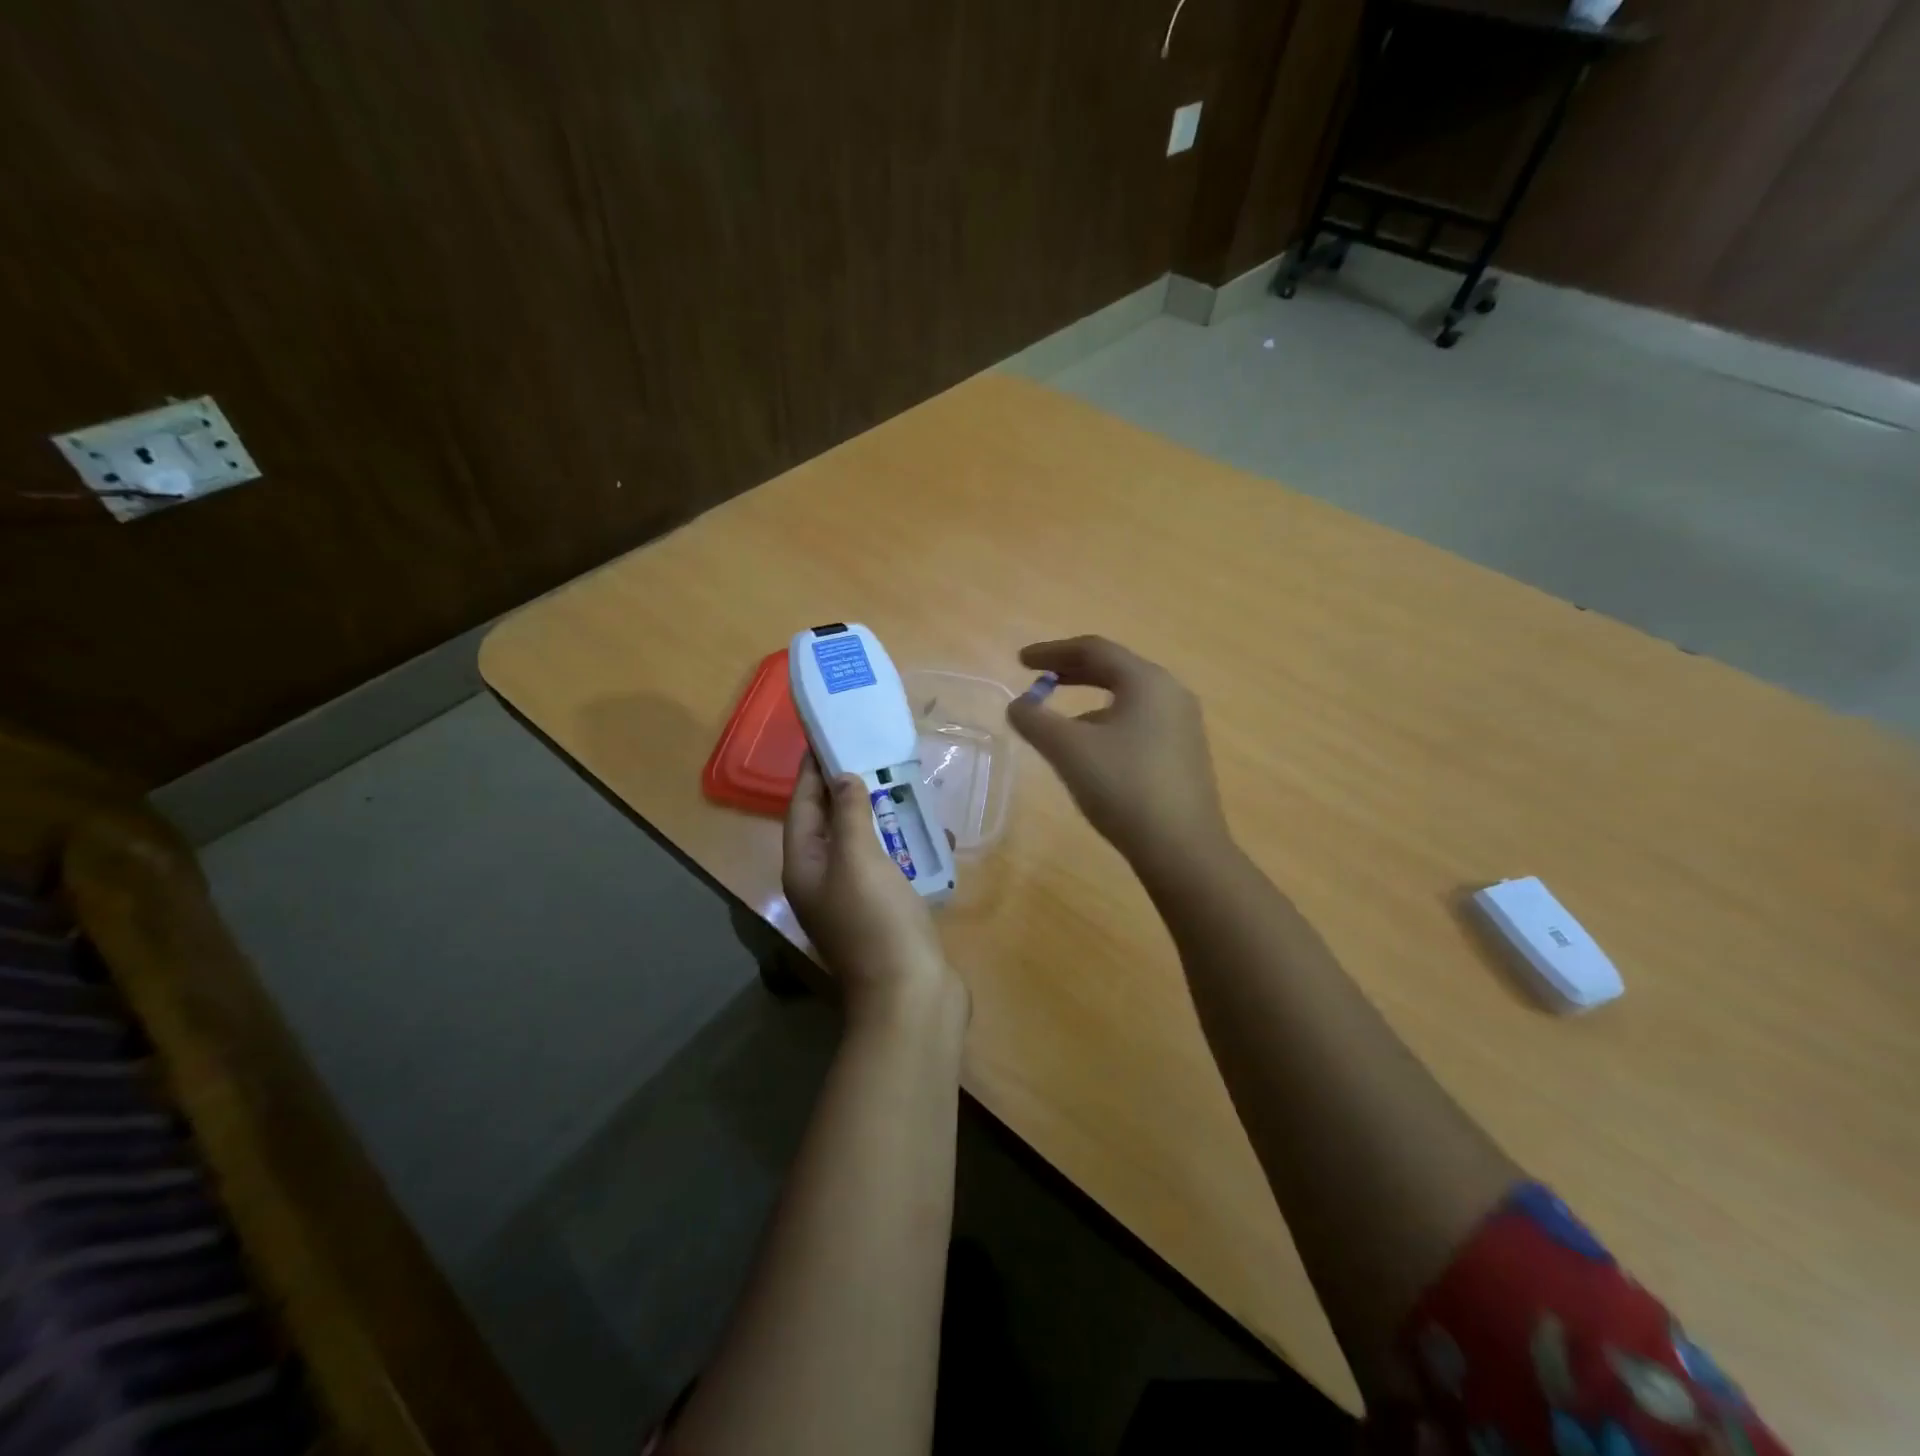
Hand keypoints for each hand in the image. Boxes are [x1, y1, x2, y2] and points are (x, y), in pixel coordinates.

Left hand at [782, 756, 960, 1022]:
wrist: (911, 994)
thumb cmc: (877, 920)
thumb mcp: (858, 858)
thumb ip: (849, 814)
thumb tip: (844, 779)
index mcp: (805, 868)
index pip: (801, 807)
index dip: (811, 773)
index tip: (826, 738)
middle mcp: (823, 882)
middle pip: (830, 825)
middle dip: (848, 790)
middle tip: (872, 754)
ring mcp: (855, 900)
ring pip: (863, 845)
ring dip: (881, 816)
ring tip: (903, 784)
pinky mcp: (886, 912)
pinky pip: (891, 867)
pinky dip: (906, 847)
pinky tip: (932, 833)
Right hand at [1006, 636, 1229, 866]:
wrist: (1182, 849)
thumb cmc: (1123, 787)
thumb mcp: (1069, 750)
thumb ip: (1035, 720)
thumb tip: (1017, 705)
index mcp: (1147, 681)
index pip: (1094, 650)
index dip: (1052, 651)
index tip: (1019, 661)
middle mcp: (1171, 693)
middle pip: (1114, 669)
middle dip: (1071, 672)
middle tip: (1038, 680)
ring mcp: (1183, 725)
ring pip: (1128, 698)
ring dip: (1089, 699)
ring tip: (1060, 720)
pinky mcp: (1185, 754)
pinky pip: (1140, 722)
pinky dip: (1108, 722)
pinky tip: (1093, 751)